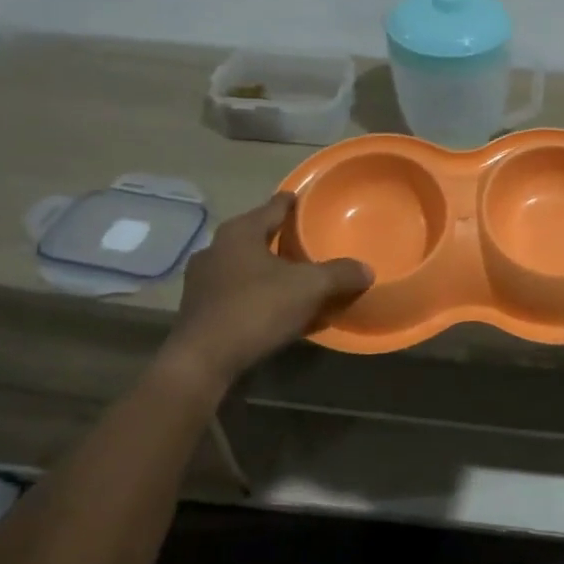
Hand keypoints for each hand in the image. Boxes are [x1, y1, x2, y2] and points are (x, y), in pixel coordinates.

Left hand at [171, 194, 372, 379]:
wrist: (201, 362)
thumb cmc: (255, 310)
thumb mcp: (308, 289)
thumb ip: (339, 274)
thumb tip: (366, 270)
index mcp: (240, 231)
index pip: (275, 206)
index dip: (295, 203)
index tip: (310, 202)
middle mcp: (216, 247)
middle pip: (258, 235)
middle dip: (282, 239)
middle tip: (309, 244)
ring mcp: (201, 279)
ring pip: (244, 264)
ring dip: (267, 269)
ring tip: (294, 278)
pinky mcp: (197, 308)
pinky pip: (235, 291)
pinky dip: (255, 293)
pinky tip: (272, 308)